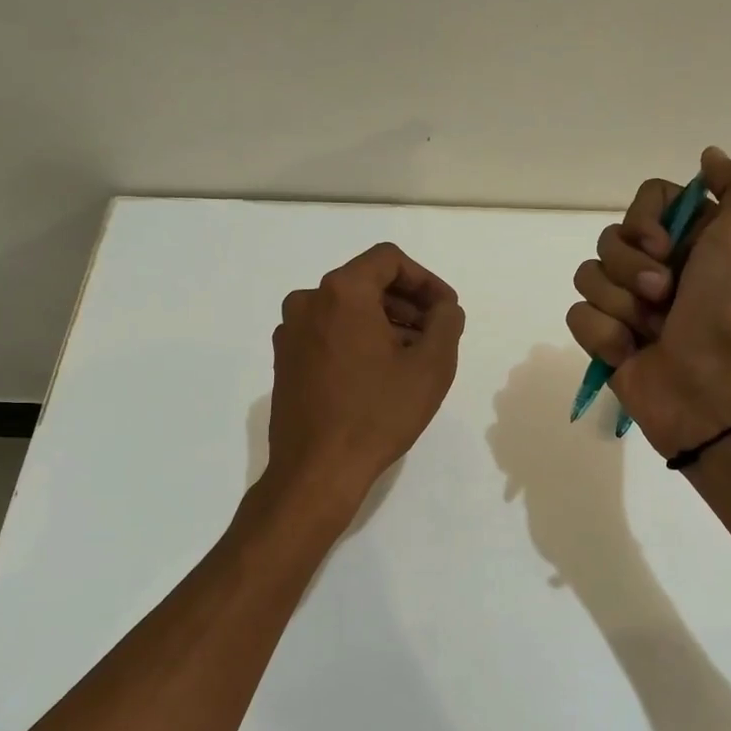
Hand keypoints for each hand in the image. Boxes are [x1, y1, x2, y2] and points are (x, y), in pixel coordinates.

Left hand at [266, 242, 465, 516]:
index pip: (389, 260)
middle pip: (366, 283)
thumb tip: (443, 308)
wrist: (317, 470)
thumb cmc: (378, 414)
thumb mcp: (431, 366)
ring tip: (410, 359)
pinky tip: (378, 375)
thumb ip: (446, 323)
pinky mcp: (284, 360)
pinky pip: (328, 333)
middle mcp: (308, 301)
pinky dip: (357, 341)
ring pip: (347, 310)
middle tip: (434, 336)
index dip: (426, 280)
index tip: (445, 311)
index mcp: (342, 292)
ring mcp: (290, 332)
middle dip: (406, 304)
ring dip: (384, 324)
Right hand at [565, 146, 730, 456]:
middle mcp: (659, 267)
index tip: (665, 246)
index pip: (646, 200)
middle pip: (610, 238)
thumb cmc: (730, 312)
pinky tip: (630, 354)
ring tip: (650, 331)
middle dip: (632, 269)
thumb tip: (710, 157)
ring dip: (619, 305)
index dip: (647, 221)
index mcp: (692, 241)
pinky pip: (578, 315)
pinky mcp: (606, 340)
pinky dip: (604, 335)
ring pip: (588, 276)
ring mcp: (629, 306)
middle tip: (664, 296)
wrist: (712, 394)